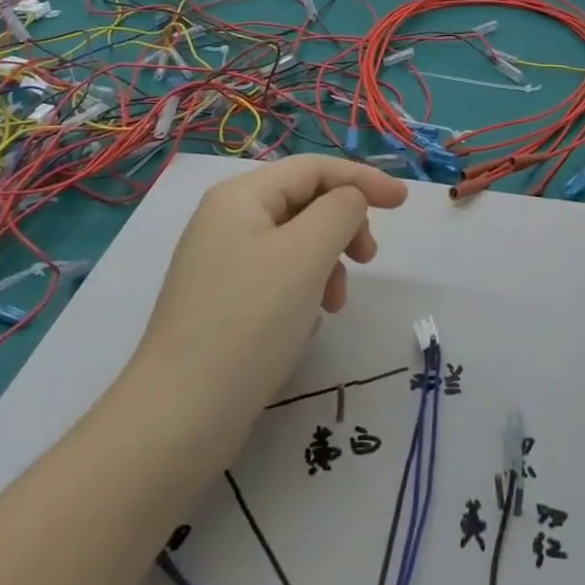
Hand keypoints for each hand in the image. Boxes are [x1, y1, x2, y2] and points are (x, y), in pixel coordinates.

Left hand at [131, 156, 408, 446]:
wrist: (181, 416)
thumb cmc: (251, 321)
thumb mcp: (307, 253)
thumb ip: (341, 210)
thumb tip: (350, 202)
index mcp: (241, 197)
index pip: (314, 169)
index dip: (363, 178)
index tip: (403, 203)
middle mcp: (227, 220)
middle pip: (305, 201)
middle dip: (344, 224)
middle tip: (369, 260)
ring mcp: (222, 263)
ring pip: (296, 242)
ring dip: (327, 262)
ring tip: (334, 304)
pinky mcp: (223, 302)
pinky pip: (279, 276)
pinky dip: (305, 288)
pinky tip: (307, 322)